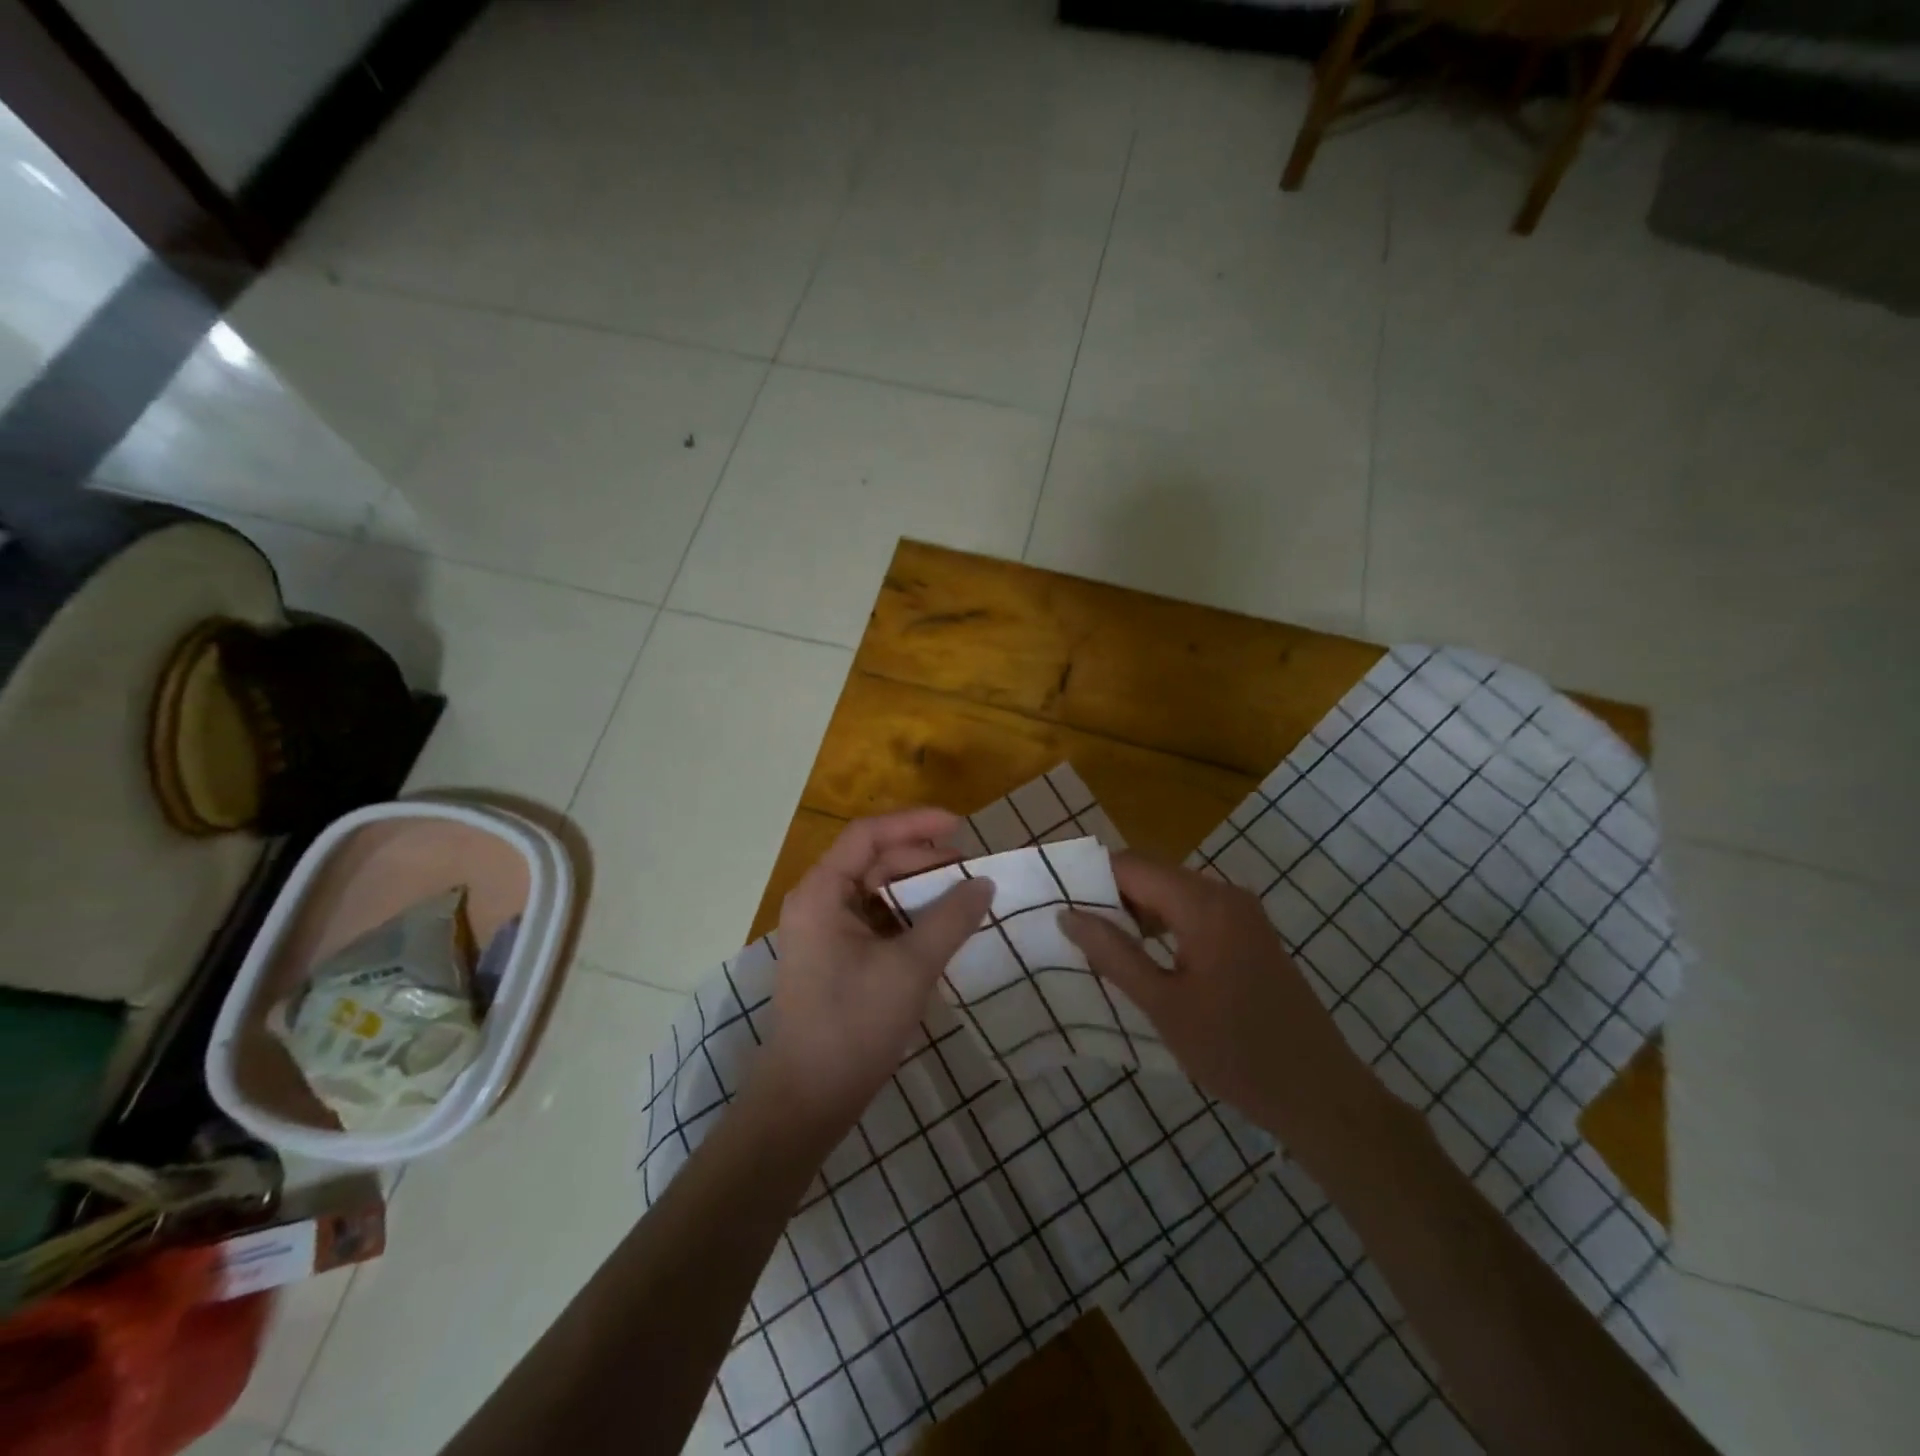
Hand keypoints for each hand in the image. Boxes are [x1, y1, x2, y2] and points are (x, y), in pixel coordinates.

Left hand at [751, 809, 994, 1141]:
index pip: (869, 834)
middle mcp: (818, 903)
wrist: (806, 1101)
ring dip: (919, 892)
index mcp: (822, 892)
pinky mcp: (836, 959)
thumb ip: (951, 919)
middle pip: (874, 861)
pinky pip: (876, 922)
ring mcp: (825, 932)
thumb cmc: (853, 1025)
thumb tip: (984, 883)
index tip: (961, 827)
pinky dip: (908, 919)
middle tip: (970, 873)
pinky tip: (940, 931)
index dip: (915, 823)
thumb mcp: (910, 967)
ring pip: (877, 893)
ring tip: (962, 900)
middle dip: (923, 861)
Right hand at [1060, 852, 1377, 1155]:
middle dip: (1110, 895)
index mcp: (1204, 904)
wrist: (1321, 1095)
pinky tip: (1143, 956)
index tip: (1056, 901)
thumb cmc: (1236, 1052)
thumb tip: (1068, 914)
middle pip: (1152, 875)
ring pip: (1172, 893)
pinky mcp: (1249, 934)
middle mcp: (1225, 894)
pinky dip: (1163, 925)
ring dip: (1135, 912)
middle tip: (1072, 929)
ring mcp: (1242, 913)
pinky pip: (1194, 912)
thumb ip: (1114, 954)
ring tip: (1099, 945)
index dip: (1090, 878)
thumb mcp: (1164, 1005)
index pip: (1132, 866)